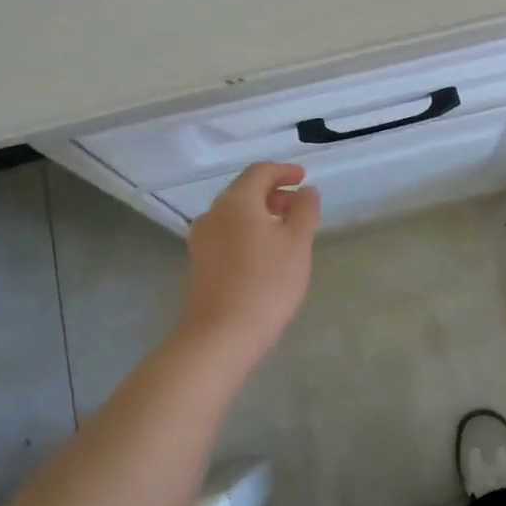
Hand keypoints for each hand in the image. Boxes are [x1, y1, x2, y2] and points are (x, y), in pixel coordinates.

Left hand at [177, 162, 320, 365]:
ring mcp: (202, 238)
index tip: (303, 178)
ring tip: (285, 229)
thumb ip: (305, 210)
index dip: (284, 171)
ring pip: (234, 213)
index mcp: (236, 201)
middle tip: (299, 205)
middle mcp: (213, 213)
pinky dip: (247, 230)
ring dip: (260, 212)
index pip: (259, 172)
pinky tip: (265, 251)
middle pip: (244, 191)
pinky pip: (226, 232)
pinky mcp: (199, 261)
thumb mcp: (297, 243)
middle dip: (273, 192)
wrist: (222, 333)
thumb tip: (307, 191)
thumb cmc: (267, 282)